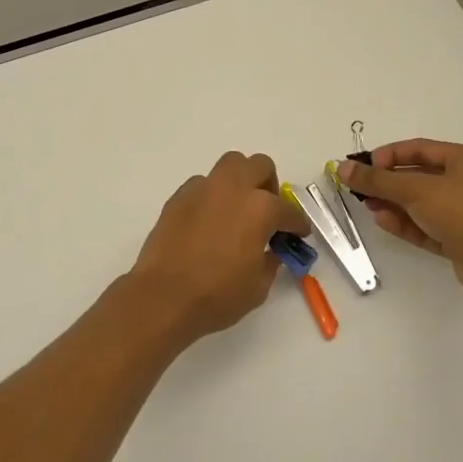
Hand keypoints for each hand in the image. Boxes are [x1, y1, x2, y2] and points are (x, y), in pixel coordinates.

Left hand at [127, 151, 311, 342]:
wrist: (164, 296)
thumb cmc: (217, 294)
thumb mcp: (258, 286)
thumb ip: (271, 260)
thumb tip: (271, 250)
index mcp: (260, 208)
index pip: (289, 210)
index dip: (298, 224)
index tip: (298, 233)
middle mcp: (233, 188)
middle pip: (260, 165)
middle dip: (268, 185)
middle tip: (267, 211)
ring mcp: (203, 188)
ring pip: (229, 166)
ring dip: (240, 182)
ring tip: (237, 210)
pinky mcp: (179, 196)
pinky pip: (203, 185)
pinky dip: (212, 196)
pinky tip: (209, 221)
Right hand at [338, 139, 462, 298]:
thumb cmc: (461, 212)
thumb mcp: (415, 190)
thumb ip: (377, 179)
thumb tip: (343, 167)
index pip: (419, 149)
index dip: (389, 155)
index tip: (364, 166)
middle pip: (418, 177)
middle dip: (388, 183)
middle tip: (361, 189)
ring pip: (421, 203)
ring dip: (394, 204)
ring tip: (369, 208)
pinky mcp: (461, 239)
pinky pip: (427, 225)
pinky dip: (406, 223)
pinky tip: (384, 223)